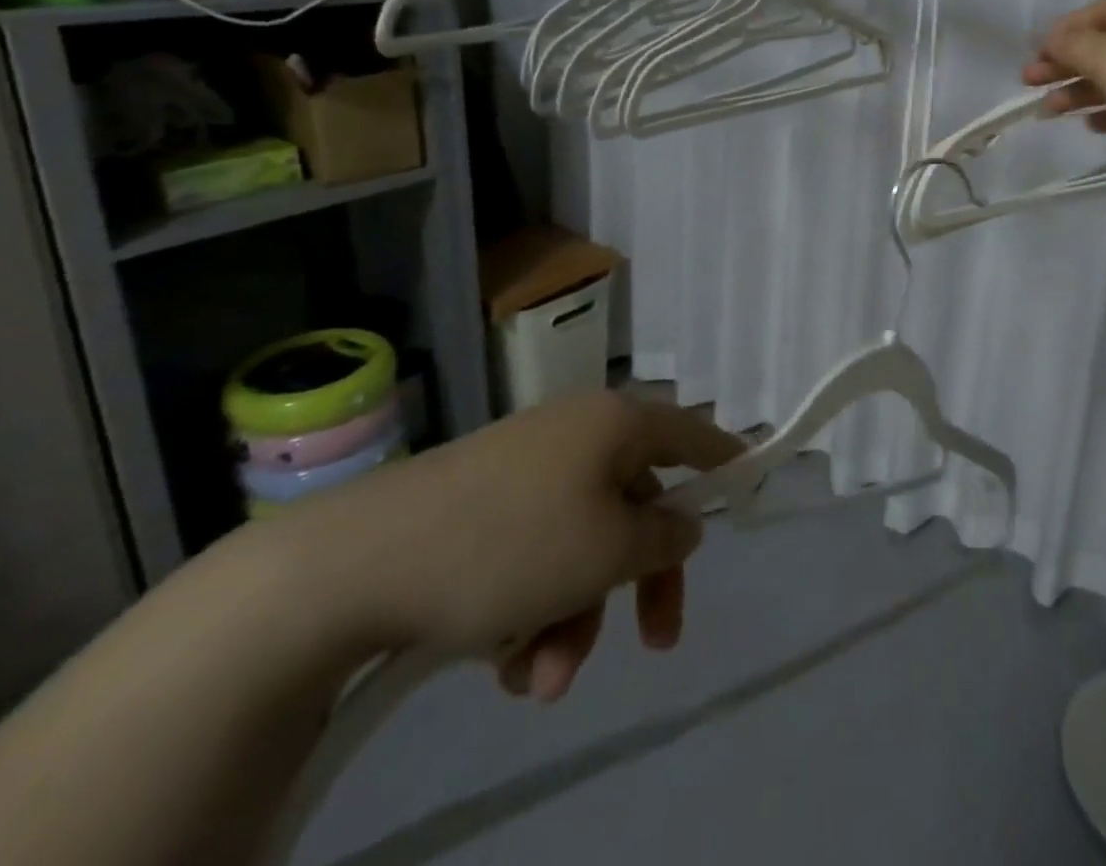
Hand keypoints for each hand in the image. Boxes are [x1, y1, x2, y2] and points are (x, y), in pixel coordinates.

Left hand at [283, 393, 742, 702]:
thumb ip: (663, 539)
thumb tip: (683, 523)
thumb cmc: (509, 545)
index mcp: (614, 425)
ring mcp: (526, 472)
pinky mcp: (481, 511)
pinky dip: (531, 611)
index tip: (751, 487)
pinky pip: (534, 558)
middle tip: (657, 642)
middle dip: (641, 583)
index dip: (726, 460)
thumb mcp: (607, 551)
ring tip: (536, 681)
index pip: (692, 432)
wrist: (354, 565)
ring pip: (582, 547)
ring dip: (574, 618)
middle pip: (638, 507)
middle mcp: (576, 436)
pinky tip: (501, 664)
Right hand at [1023, 0, 1105, 192]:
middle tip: (1029, 82)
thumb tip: (1049, 40)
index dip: (1063, 30)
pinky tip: (1090, 125)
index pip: (1099, 11)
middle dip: (1064, 64)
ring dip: (1080, 91)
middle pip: (1105, 46)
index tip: (1034, 52)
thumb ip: (1071, 45)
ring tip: (1049, 112)